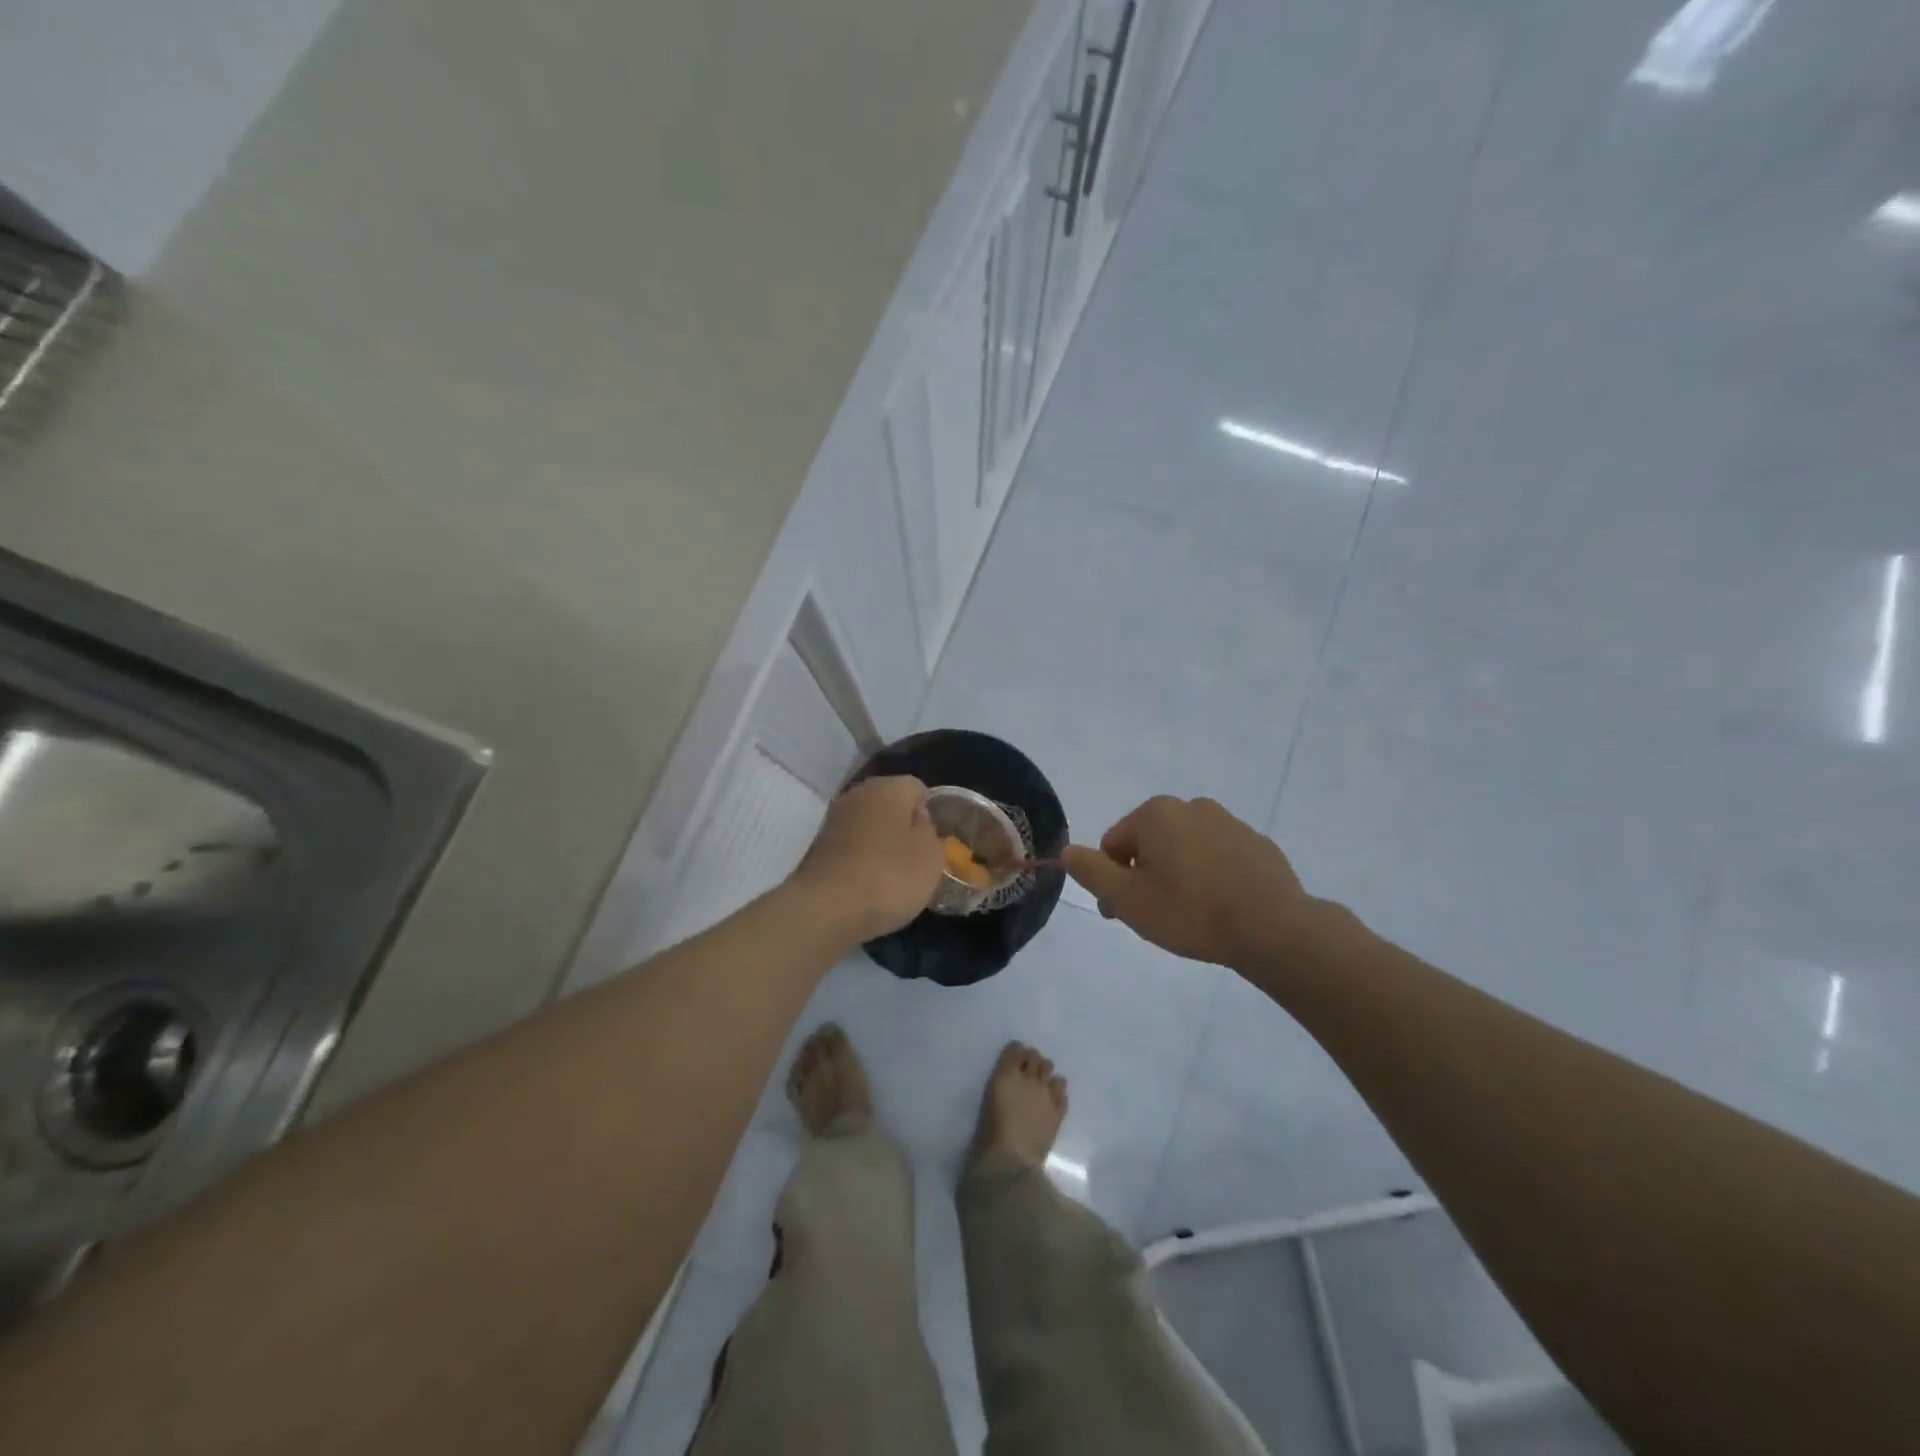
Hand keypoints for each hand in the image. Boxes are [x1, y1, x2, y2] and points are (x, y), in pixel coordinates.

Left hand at [790, 775, 945, 941]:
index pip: (917, 789)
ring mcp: (834, 820)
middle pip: (891, 805)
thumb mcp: (931, 856)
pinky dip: (861, 861)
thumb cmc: (890, 876)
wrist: (826, 909)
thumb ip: (929, 831)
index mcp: (888, 787)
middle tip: (916, 861)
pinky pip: (852, 848)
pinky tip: (869, 886)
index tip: (933, 843)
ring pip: (869, 826)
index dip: (930, 814)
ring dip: (881, 846)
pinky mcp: (817, 847)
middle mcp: (858, 794)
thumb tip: (916, 821)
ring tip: (893, 879)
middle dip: (904, 829)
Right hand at [1062, 796, 1323, 971]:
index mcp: (1156, 813)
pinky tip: (1220, 907)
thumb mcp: (1126, 898)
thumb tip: (1068, 851)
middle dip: (1144, 876)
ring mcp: (1229, 822)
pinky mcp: (1257, 844)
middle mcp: (1191, 806)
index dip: (1112, 880)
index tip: (1123, 913)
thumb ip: (1091, 871)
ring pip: (1184, 850)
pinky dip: (1210, 876)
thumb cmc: (1190, 911)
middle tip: (1154, 917)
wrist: (1273, 928)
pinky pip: (1218, 858)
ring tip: (1190, 915)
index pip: (1114, 844)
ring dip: (1177, 875)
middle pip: (1149, 843)